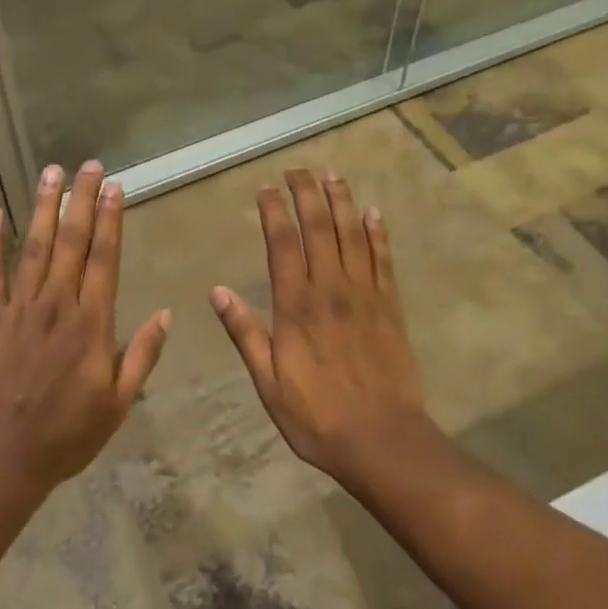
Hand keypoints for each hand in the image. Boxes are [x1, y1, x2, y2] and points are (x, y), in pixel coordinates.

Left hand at [0, 162, 170, 489]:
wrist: (0, 459)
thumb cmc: (66, 435)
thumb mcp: (119, 404)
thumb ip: (142, 355)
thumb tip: (166, 314)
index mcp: (91, 323)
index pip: (104, 258)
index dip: (110, 219)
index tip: (115, 187)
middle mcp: (56, 305)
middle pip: (70, 241)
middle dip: (81, 200)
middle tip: (88, 165)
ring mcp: (18, 308)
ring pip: (33, 246)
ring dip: (42, 207)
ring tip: (50, 172)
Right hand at [210, 168, 435, 483]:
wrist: (382, 440)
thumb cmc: (316, 416)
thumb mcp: (268, 382)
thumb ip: (245, 333)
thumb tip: (216, 291)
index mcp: (296, 306)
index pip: (283, 243)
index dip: (274, 211)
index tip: (266, 188)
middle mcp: (331, 289)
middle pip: (319, 228)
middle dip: (307, 193)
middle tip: (298, 169)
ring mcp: (365, 294)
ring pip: (353, 235)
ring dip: (342, 201)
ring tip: (332, 175)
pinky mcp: (390, 306)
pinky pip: (384, 259)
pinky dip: (379, 233)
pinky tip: (373, 212)